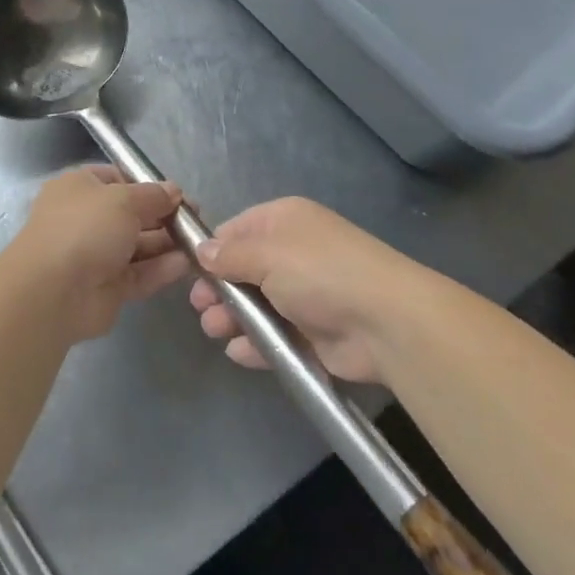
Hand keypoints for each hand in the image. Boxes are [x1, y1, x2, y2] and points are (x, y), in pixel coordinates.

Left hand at [3, 167, 187, 343]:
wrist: (52, 292)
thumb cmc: (85, 228)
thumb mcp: (123, 198)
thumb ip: (153, 195)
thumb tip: (173, 191)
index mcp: (79, 188)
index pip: (117, 178)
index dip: (147, 184)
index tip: (177, 193)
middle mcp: (86, 219)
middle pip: (131, 214)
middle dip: (163, 215)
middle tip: (197, 219)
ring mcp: (95, 255)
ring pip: (138, 246)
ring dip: (167, 243)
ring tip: (199, 242)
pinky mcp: (107, 288)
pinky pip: (139, 274)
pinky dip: (161, 268)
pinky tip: (188, 264)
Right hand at [189, 197, 416, 384]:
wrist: (385, 322)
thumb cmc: (319, 273)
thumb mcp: (266, 254)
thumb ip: (229, 255)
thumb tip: (202, 252)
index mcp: (284, 221)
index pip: (236, 229)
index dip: (211, 250)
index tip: (188, 271)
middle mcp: (293, 253)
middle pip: (243, 269)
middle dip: (219, 289)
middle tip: (201, 308)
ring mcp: (304, 293)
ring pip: (256, 304)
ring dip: (233, 317)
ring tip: (215, 330)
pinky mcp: (313, 332)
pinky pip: (275, 335)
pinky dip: (256, 344)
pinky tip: (237, 352)